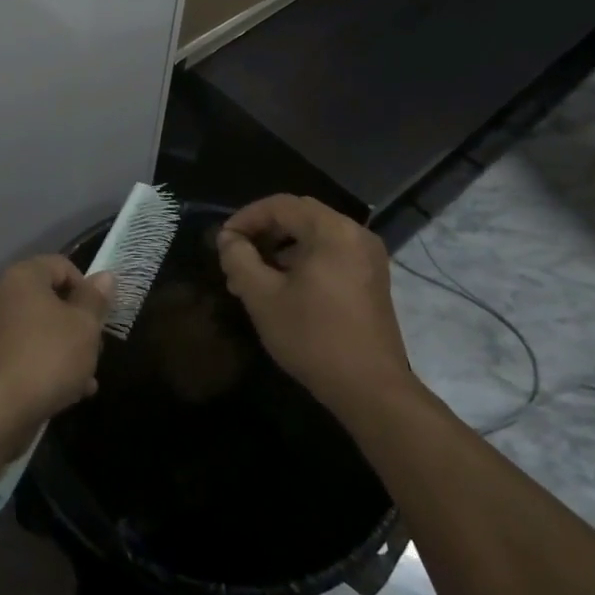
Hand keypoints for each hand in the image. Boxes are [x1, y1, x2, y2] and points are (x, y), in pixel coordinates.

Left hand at [0, 255, 112, 446]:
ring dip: (66, 349)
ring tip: (87, 378)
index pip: (62, 265)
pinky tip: (69, 392)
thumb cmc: (47, 357)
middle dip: (77, 324)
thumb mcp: (84, 326)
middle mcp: (1, 294)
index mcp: (23, 276)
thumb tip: (104, 276)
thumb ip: (95, 299)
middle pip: (50, 299)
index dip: (86, 288)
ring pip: (39, 329)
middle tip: (95, 349)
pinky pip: (25, 352)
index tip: (100, 317)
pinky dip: (45, 365)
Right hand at [216, 195, 409, 414]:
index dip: (246, 218)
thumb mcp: (262, 297)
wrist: (371, 389)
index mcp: (332, 231)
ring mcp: (368, 258)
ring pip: (314, 236)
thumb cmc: (313, 337)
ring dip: (280, 249)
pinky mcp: (371, 279)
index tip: (223, 241)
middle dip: (262, 233)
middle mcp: (355, 234)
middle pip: (299, 216)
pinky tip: (281, 289)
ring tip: (252, 278)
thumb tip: (228, 239)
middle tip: (236, 258)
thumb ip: (239, 259)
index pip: (280, 205)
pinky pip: (330, 254)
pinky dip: (302, 261)